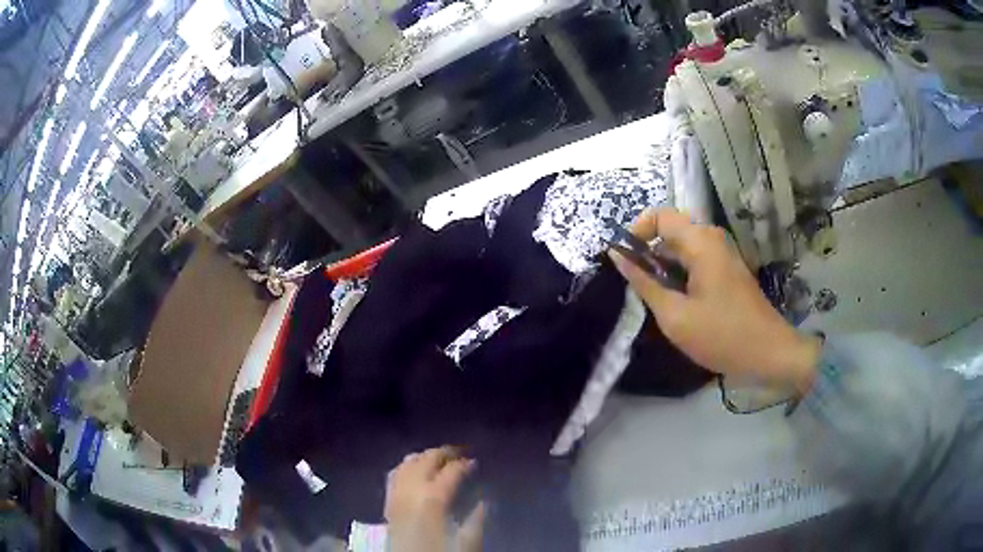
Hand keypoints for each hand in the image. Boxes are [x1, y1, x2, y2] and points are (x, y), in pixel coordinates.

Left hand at [385, 446, 484, 551]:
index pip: (451, 470)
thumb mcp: (467, 541)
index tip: (475, 462)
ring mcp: (396, 493)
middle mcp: (412, 489)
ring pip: (408, 463)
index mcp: (434, 497)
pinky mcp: (388, 502)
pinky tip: (413, 469)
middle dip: (444, 452)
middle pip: (426, 459)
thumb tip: (483, 501)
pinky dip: (406, 466)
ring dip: (424, 457)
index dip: (465, 463)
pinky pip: (394, 474)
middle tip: (460, 452)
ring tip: (439, 458)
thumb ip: (476, 519)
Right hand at [609, 208, 820, 391]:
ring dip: (663, 267)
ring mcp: (723, 254)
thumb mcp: (675, 315)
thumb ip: (644, 283)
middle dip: (648, 254)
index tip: (624, 261)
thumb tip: (617, 256)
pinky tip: (678, 304)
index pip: (659, 215)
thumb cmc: (721, 335)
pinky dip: (680, 274)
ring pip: (682, 248)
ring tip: (656, 300)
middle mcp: (712, 239)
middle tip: (638, 288)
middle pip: (670, 231)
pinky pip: (696, 260)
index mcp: (700, 242)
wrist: (769, 353)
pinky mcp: (728, 269)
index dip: (636, 232)